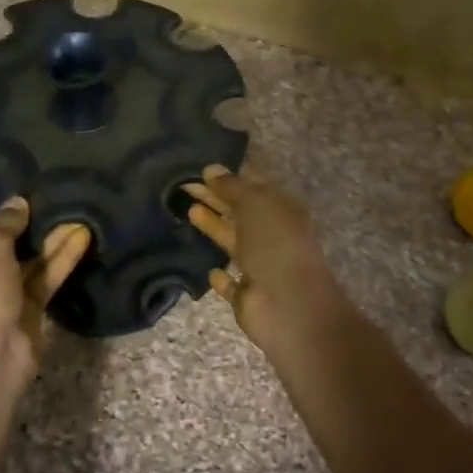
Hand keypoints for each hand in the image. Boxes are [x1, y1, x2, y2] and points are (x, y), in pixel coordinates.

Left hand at [0, 192, 91, 402]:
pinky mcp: (27, 308)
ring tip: (72, 209)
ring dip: (48, 237)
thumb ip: (3, 223)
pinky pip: (44, 277)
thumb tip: (16, 203)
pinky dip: (61, 259)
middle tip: (45, 191)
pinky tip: (82, 236)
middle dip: (19, 218)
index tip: (1, 182)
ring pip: (26, 258)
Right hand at [184, 165, 344, 351]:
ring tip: (187, 210)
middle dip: (215, 199)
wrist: (288, 303)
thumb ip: (232, 186)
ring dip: (213, 227)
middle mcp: (273, 237)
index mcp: (282, 211)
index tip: (201, 170)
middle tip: (183, 186)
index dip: (229, 179)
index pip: (254, 188)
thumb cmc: (274, 243)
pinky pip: (232, 283)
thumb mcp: (254, 203)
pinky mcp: (248, 297)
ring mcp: (261, 268)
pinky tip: (209, 269)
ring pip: (233, 243)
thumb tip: (211, 169)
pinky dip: (221, 277)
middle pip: (240, 213)